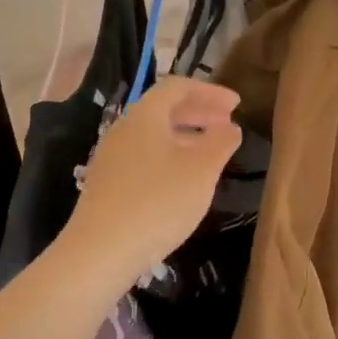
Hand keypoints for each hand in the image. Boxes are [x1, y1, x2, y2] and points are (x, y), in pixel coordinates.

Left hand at [63, 76, 242, 287]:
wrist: (101, 251)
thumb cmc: (158, 202)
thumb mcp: (201, 171)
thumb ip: (220, 142)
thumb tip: (230, 127)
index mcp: (145, 116)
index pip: (177, 87)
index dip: (209, 91)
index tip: (236, 104)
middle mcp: (124, 129)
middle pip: (163, 109)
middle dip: (198, 112)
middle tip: (227, 123)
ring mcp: (112, 157)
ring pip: (154, 134)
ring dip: (185, 134)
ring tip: (211, 150)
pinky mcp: (108, 183)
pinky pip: (144, 155)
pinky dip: (170, 155)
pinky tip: (183, 178)